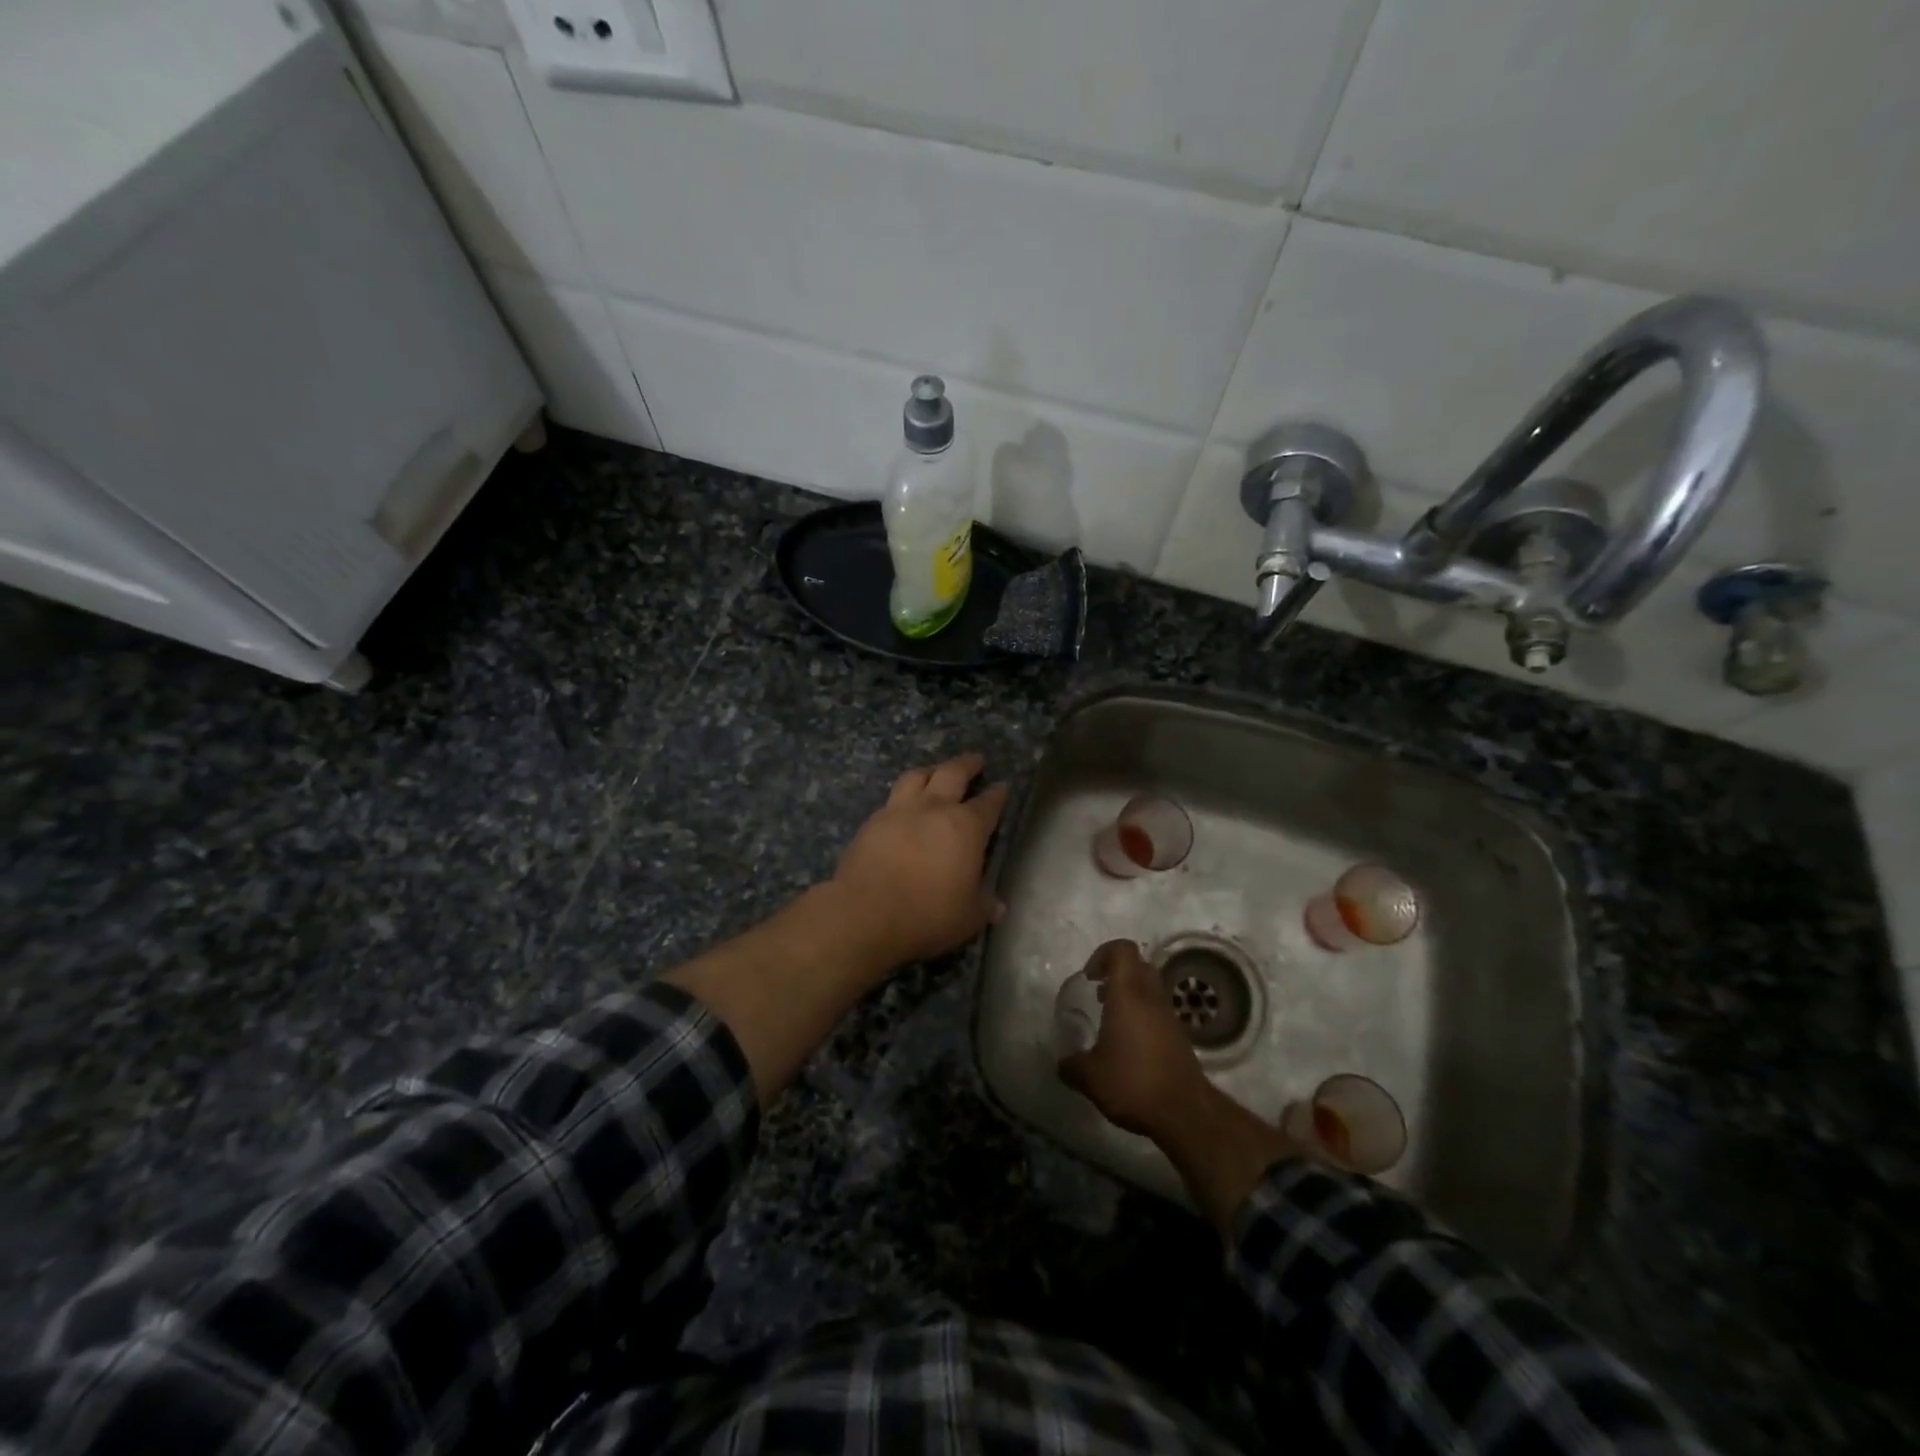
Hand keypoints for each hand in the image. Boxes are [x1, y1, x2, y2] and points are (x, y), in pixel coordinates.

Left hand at [830, 752, 1009, 970]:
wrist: (865, 914)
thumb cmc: (928, 914)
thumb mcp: (968, 917)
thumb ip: (984, 906)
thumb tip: (998, 906)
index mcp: (965, 827)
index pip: (988, 804)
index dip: (998, 795)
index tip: (1003, 786)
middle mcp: (933, 809)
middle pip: (952, 774)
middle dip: (967, 764)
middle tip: (975, 759)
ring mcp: (898, 811)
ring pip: (916, 777)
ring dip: (930, 770)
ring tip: (935, 771)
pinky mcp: (871, 823)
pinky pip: (891, 799)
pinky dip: (902, 796)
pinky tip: (902, 806)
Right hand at [1058, 940, 1211, 1142]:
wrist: (1184, 1112)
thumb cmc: (1133, 1082)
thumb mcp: (1090, 1077)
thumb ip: (1072, 1066)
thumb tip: (1062, 1064)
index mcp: (1128, 994)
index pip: (1123, 950)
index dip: (1104, 954)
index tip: (1090, 977)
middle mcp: (1151, 998)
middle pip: (1139, 965)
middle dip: (1117, 973)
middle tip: (1099, 994)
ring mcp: (1169, 1016)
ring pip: (1151, 988)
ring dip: (1131, 996)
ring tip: (1111, 1022)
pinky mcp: (1180, 1037)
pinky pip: (1158, 1012)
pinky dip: (1143, 1017)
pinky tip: (1129, 1046)